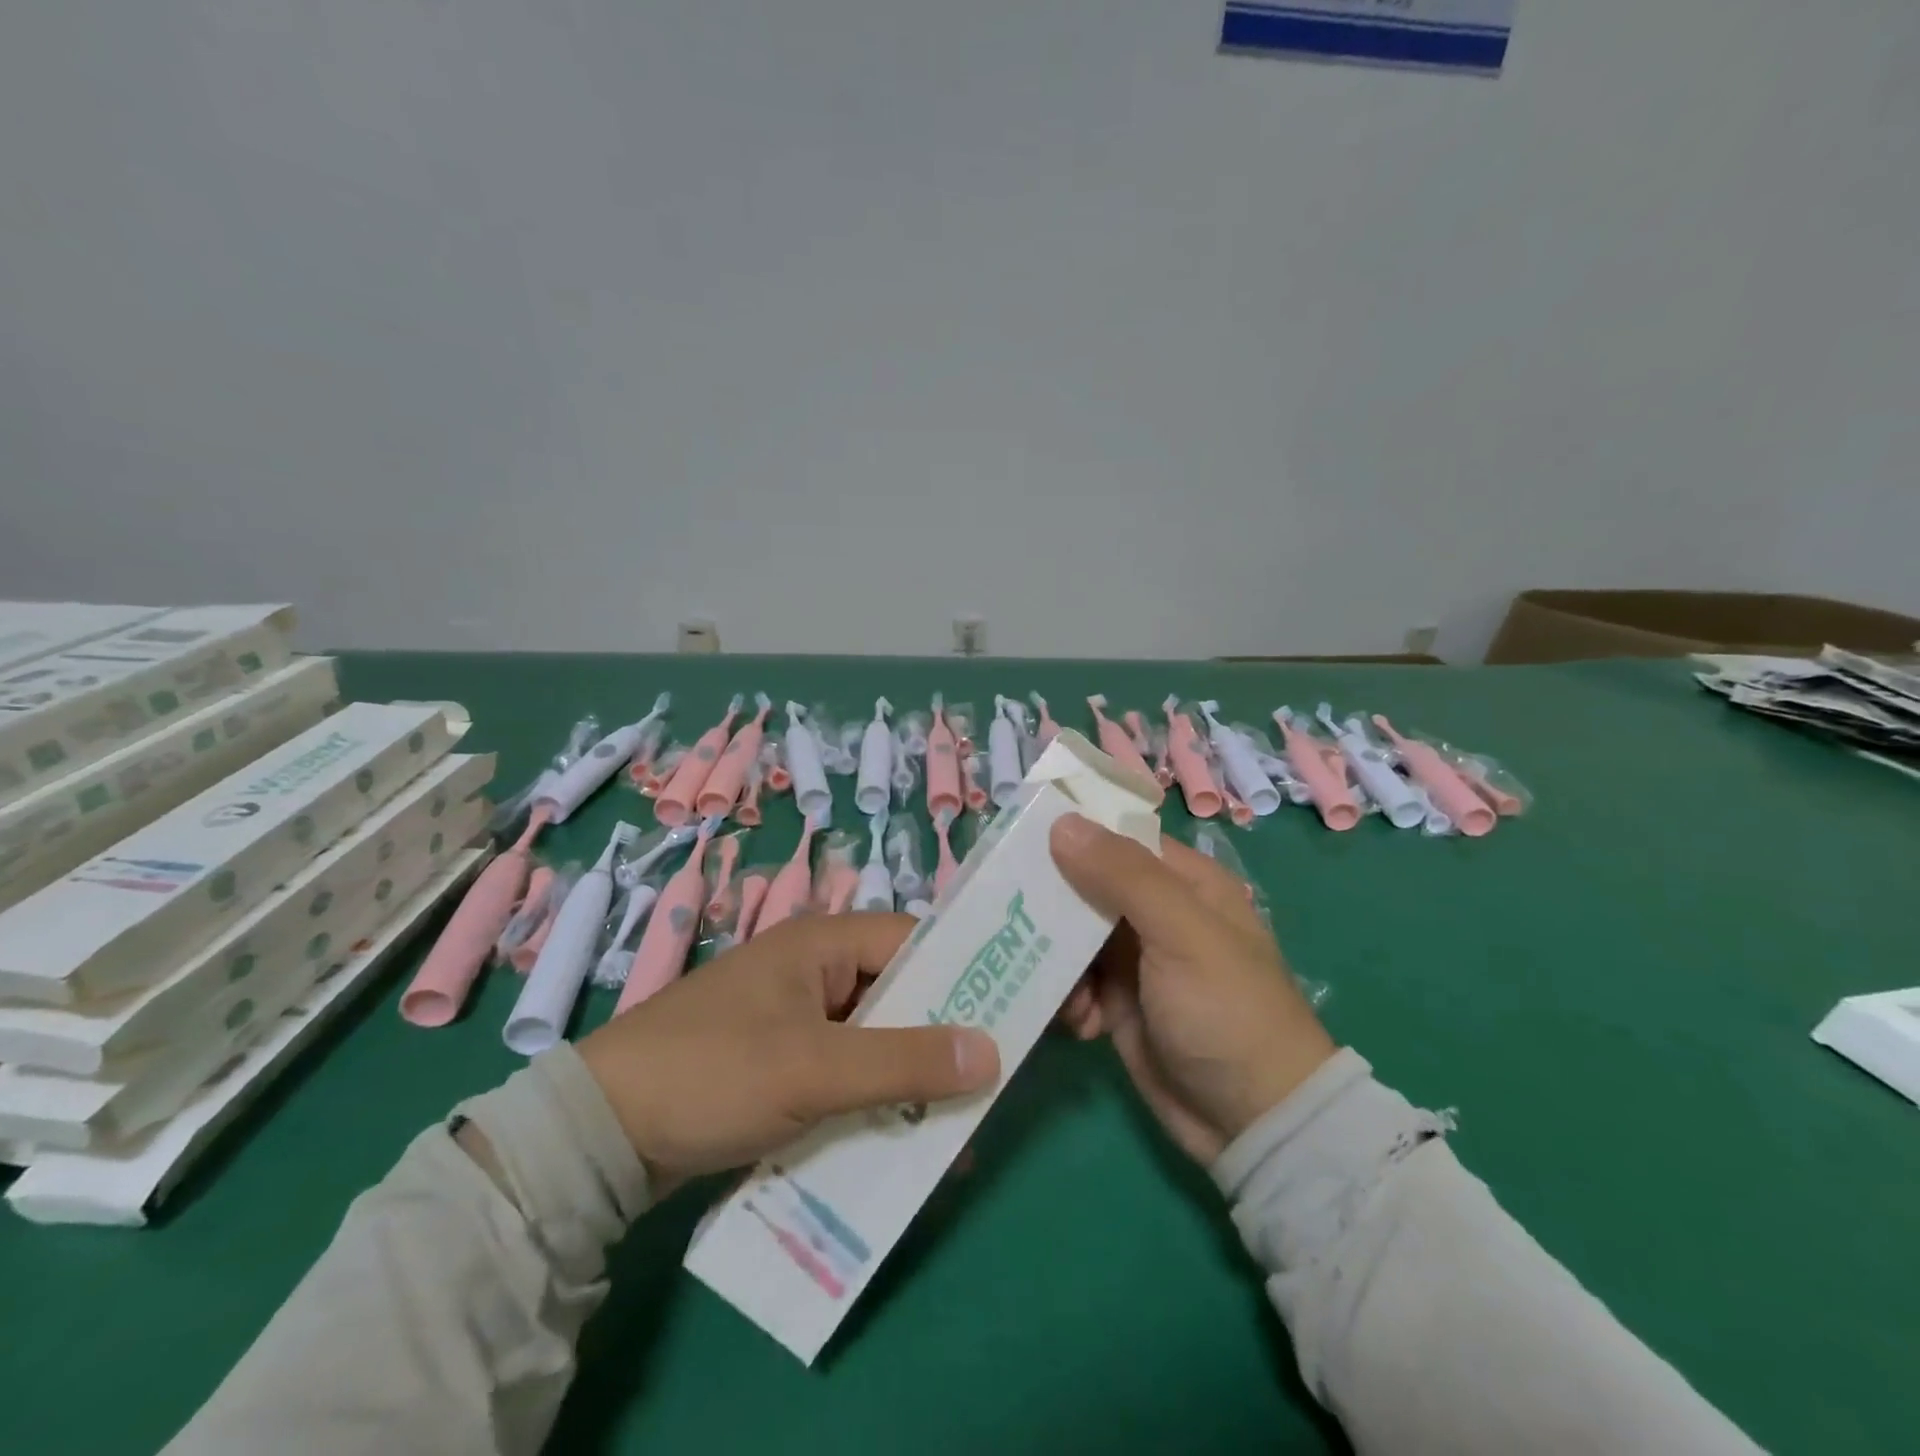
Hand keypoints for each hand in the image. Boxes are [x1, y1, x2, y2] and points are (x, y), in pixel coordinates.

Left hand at [577, 913, 999, 1189]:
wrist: (600, 1134)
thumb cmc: (713, 1072)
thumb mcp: (814, 1068)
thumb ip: (904, 1060)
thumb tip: (994, 1053)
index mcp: (823, 942)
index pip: (915, 943)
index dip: (966, 974)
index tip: (1012, 1016)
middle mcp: (816, 969)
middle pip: (899, 994)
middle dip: (942, 1039)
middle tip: (991, 1082)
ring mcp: (797, 1017)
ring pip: (875, 1038)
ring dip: (909, 1078)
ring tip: (956, 1125)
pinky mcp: (782, 1061)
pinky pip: (845, 1071)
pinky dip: (872, 1098)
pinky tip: (899, 1140)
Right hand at [1050, 815, 1335, 1164]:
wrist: (1253, 1123)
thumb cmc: (1226, 1011)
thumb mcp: (1181, 933)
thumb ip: (1124, 876)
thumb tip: (1063, 822)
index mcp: (1183, 882)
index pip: (1118, 837)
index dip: (1072, 832)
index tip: (1019, 834)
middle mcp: (1157, 913)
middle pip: (1087, 885)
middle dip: (1052, 901)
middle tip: (1011, 911)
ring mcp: (1136, 959)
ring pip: (1073, 935)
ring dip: (1056, 958)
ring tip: (1057, 985)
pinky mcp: (1119, 1003)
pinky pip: (1074, 982)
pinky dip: (1068, 999)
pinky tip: (1080, 1024)